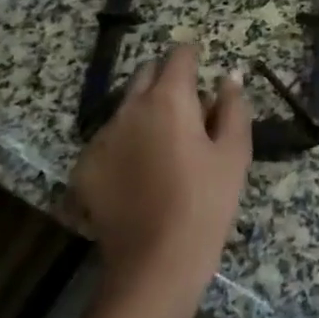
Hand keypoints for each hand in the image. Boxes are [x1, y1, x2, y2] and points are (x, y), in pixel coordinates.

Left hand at [71, 45, 251, 293]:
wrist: (155, 263)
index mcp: (168, 99)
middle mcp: (128, 108)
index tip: (202, 63)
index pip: (178, 56)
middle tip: (188, 106)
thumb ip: (233, 107)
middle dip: (166, 79)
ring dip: (144, 112)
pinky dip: (125, 144)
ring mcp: (101, 137)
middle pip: (146, 74)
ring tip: (164, 144)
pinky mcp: (84, 167)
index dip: (192, 54)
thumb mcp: (234, 153)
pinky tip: (139, 173)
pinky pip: (108, 140)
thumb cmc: (206, 202)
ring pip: (125, 108)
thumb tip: (229, 76)